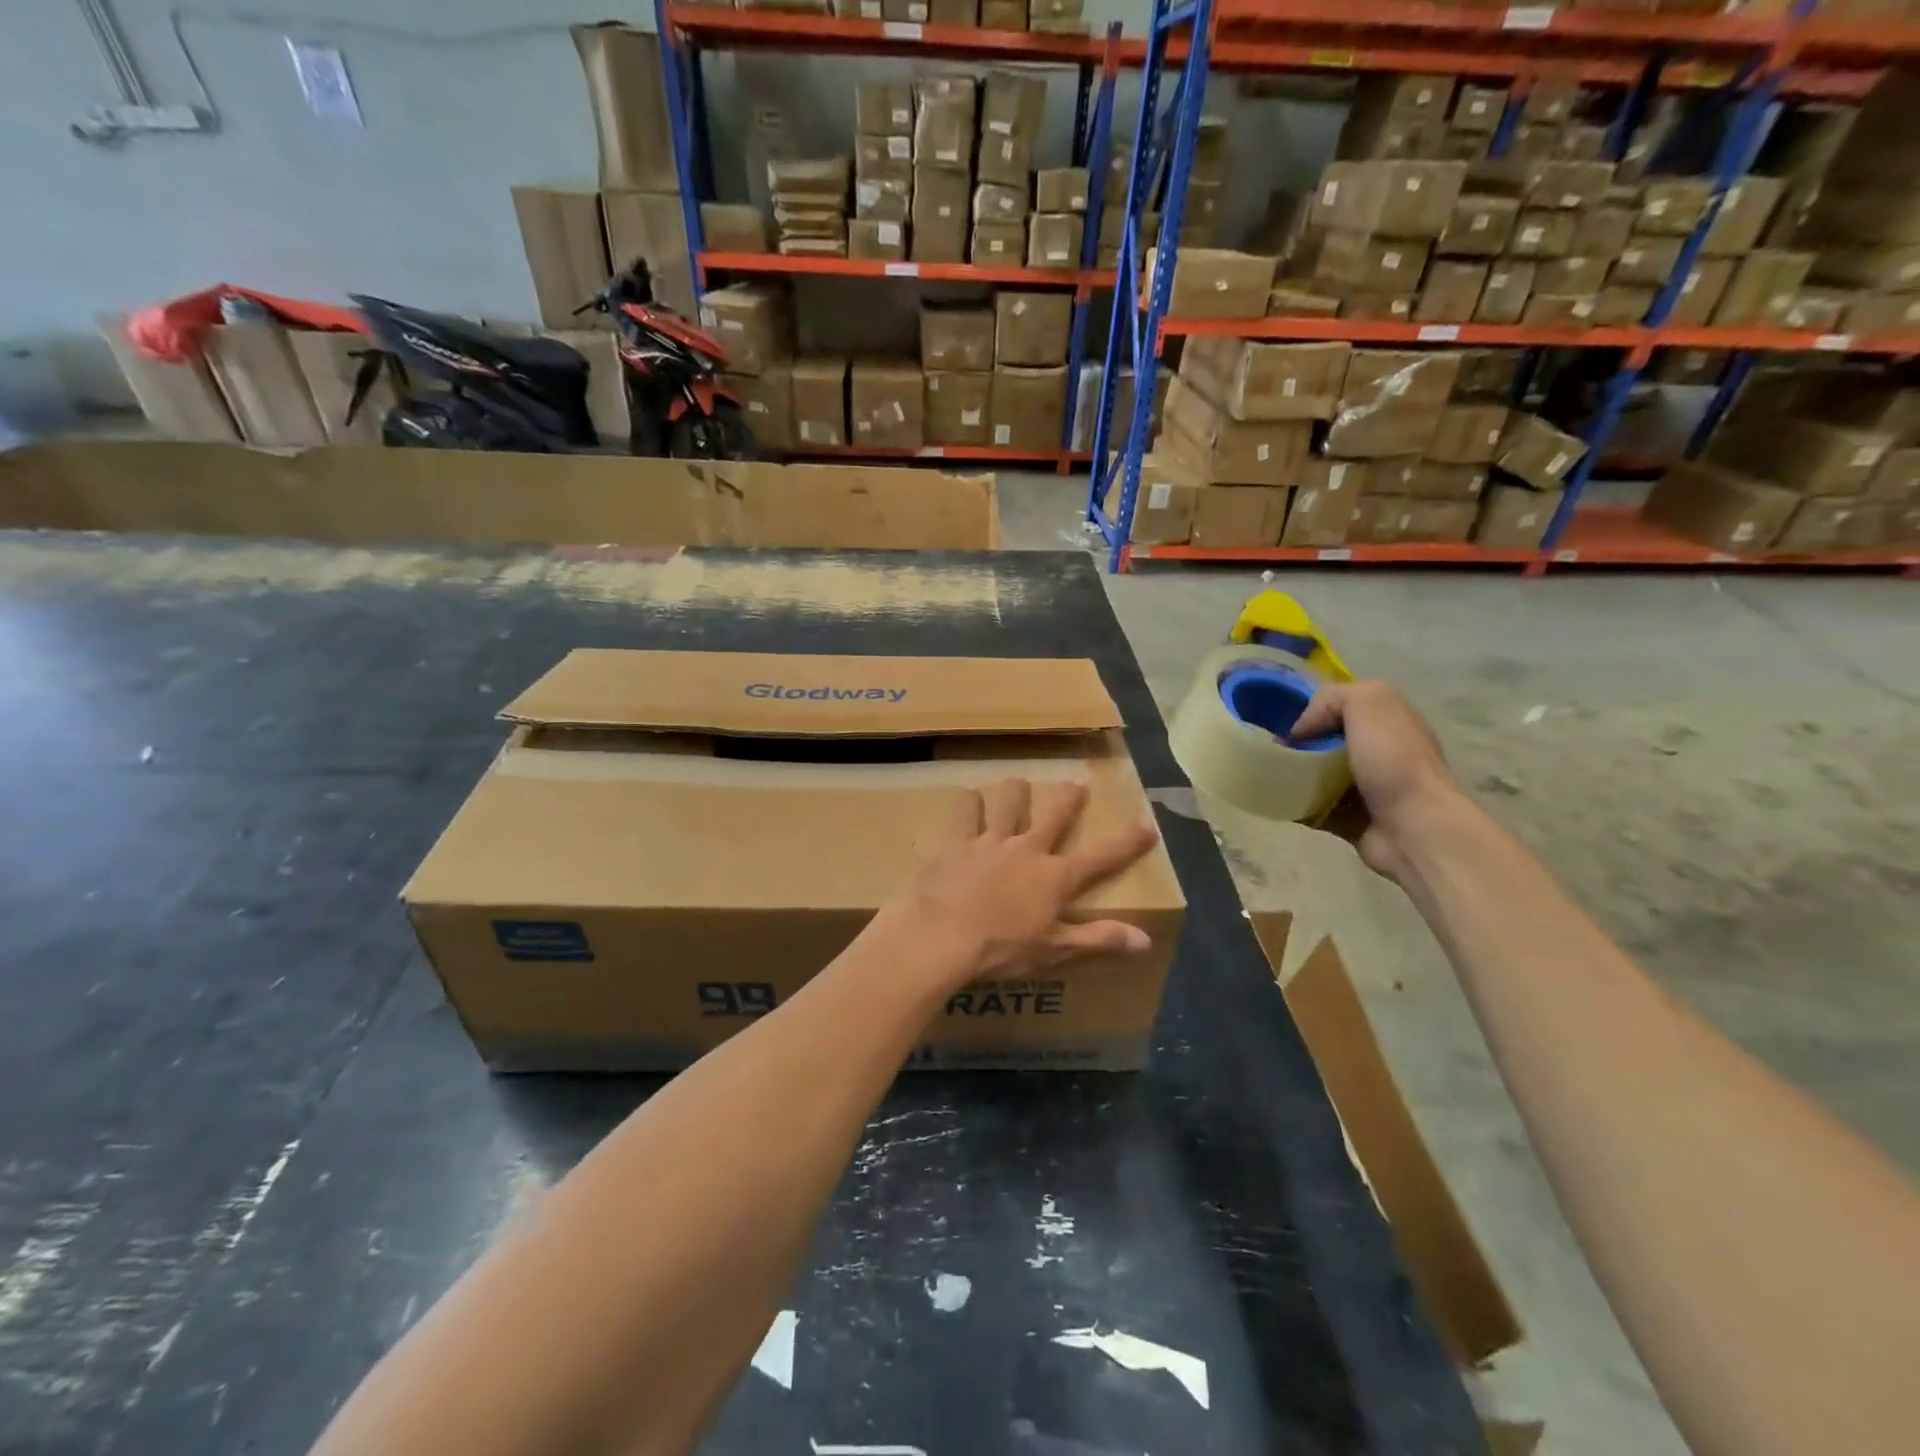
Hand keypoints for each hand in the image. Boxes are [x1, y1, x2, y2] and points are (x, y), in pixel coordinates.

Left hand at [886, 778, 1159, 987]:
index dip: (1127, 842)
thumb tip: (1144, 940)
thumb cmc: (1002, 948)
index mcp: (1055, 877)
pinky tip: (967, 794)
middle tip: (1076, 783)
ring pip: (1008, 804)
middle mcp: (1028, 850)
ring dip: (1015, 791)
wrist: (943, 936)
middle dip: (1068, 799)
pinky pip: (964, 814)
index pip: (1102, 857)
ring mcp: (991, 842)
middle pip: (1055, 816)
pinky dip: (967, 803)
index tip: (1148, 825)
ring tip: (1017, 781)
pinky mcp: (957, 843)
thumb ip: (1098, 939)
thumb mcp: (1054, 949)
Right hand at [1290, 680, 1462, 882]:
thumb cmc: (1393, 761)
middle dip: (1299, 743)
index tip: (1286, 722)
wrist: (1414, 829)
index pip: (1344, 705)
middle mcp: (1380, 751)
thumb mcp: (1368, 703)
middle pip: (1327, 740)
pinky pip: (1314, 807)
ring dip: (1294, 774)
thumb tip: (1300, 731)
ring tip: (1270, 775)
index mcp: (1389, 720)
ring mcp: (1367, 788)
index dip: (1313, 709)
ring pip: (1318, 774)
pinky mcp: (1352, 820)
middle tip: (1273, 751)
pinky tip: (1279, 800)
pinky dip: (1296, 804)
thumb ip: (1332, 698)